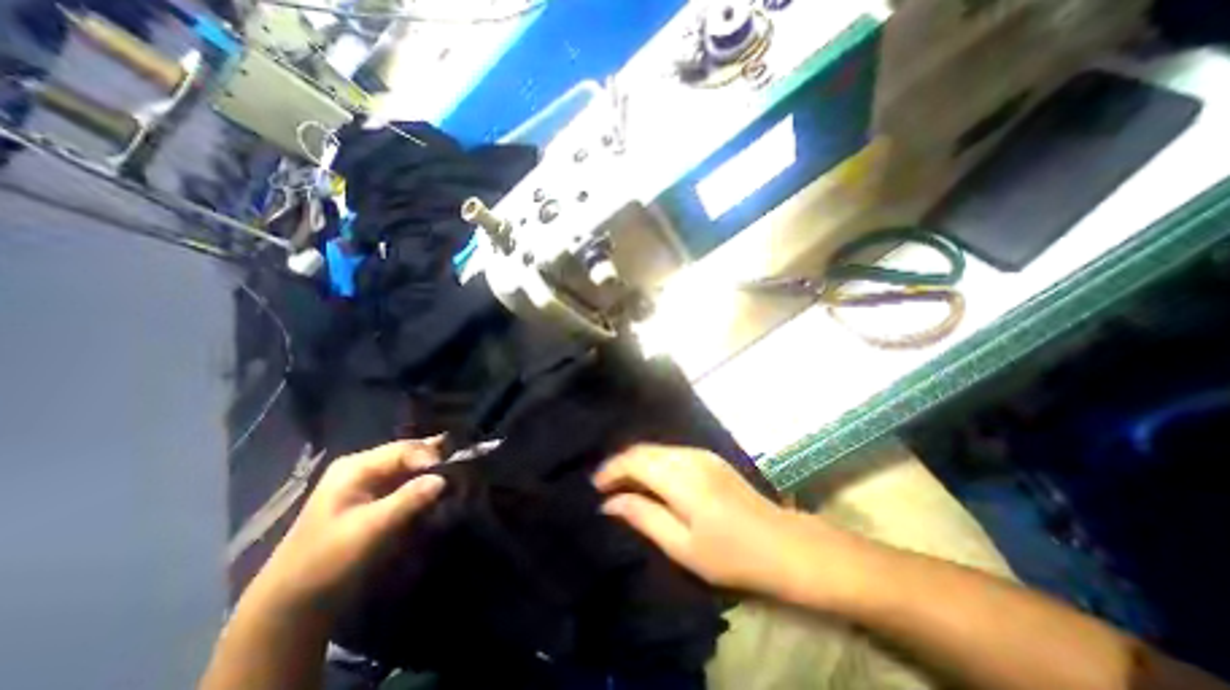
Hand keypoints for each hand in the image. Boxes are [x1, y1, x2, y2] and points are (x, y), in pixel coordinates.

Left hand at [256, 440, 450, 611]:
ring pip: (411, 469)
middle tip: (463, 469)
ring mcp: (370, 483)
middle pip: (409, 455)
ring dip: (432, 474)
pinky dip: (424, 486)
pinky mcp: (376, 499)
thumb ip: (407, 500)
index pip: (404, 449)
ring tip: (458, 478)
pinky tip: (441, 491)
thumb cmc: (327, 560)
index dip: (430, 456)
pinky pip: (407, 484)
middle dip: (435, 461)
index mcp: (356, 467)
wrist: (294, 603)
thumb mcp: (368, 529)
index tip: (453, 470)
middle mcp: (364, 468)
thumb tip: (443, 479)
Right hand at [590, 448, 858, 602]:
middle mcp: (688, 456)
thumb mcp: (682, 545)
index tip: (595, 487)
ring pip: (656, 449)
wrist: (782, 544)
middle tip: (606, 487)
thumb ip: (643, 516)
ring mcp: (701, 454)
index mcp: (680, 477)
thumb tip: (610, 503)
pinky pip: (670, 452)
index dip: (611, 470)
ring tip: (623, 485)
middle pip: (643, 449)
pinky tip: (650, 480)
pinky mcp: (709, 458)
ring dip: (636, 462)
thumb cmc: (730, 554)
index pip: (634, 460)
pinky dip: (653, 462)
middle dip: (621, 464)